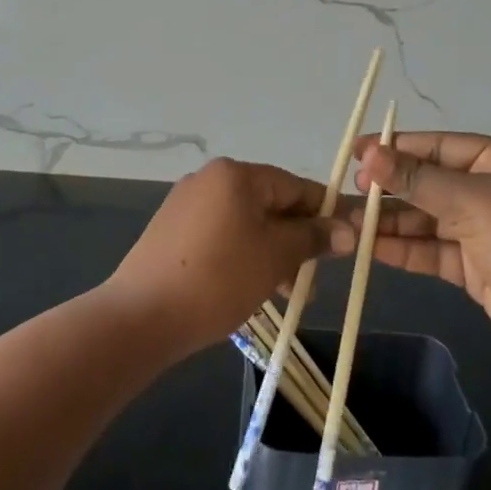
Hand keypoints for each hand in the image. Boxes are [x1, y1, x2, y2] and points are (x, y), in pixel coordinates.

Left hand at [104, 158, 347, 357]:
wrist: (142, 315)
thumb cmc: (219, 278)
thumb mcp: (276, 256)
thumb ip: (313, 237)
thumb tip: (348, 230)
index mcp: (236, 174)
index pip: (295, 186)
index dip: (324, 213)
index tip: (346, 242)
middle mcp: (209, 179)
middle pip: (269, 203)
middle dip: (295, 240)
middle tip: (311, 280)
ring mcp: (186, 203)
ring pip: (246, 222)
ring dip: (271, 252)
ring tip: (283, 293)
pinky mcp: (171, 230)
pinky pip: (221, 234)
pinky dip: (242, 255)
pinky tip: (249, 287)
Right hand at [350, 132, 490, 364]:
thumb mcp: (467, 198)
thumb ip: (415, 179)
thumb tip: (369, 156)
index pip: (440, 146)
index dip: (399, 147)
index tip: (359, 151)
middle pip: (431, 183)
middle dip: (391, 188)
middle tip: (351, 191)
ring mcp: (484, 231)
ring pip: (428, 219)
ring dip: (391, 221)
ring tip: (350, 223)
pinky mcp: (476, 267)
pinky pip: (433, 250)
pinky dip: (405, 249)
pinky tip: (371, 247)